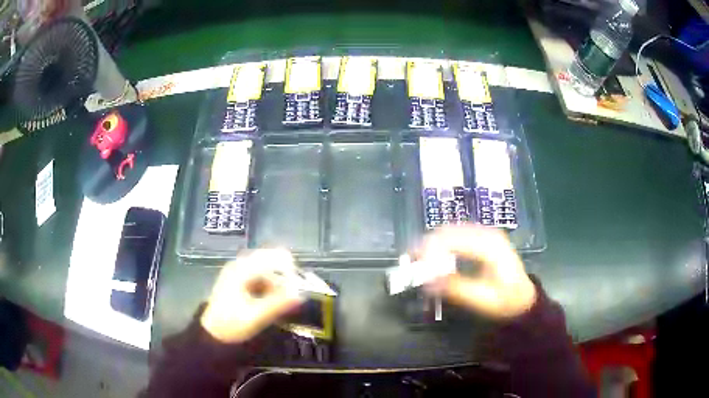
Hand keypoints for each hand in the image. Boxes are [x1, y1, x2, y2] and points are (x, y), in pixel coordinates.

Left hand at [200, 249, 303, 342]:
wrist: (212, 335)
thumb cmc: (231, 325)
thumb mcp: (255, 317)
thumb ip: (278, 304)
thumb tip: (301, 294)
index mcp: (242, 269)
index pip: (275, 257)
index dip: (290, 270)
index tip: (299, 289)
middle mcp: (241, 265)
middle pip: (272, 261)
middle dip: (285, 276)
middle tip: (293, 297)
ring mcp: (240, 272)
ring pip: (269, 269)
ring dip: (279, 283)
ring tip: (284, 303)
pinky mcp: (241, 280)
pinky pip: (263, 277)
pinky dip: (272, 287)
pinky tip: (274, 302)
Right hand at [420, 225, 536, 318]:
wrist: (523, 297)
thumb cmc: (506, 299)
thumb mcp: (483, 299)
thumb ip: (456, 288)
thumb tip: (426, 282)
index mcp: (489, 244)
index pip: (452, 239)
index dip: (429, 250)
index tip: (414, 267)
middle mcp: (485, 232)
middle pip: (447, 231)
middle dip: (425, 246)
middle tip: (409, 263)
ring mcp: (484, 233)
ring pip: (448, 232)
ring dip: (431, 245)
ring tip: (416, 262)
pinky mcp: (480, 239)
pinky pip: (454, 236)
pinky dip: (440, 246)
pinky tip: (433, 259)